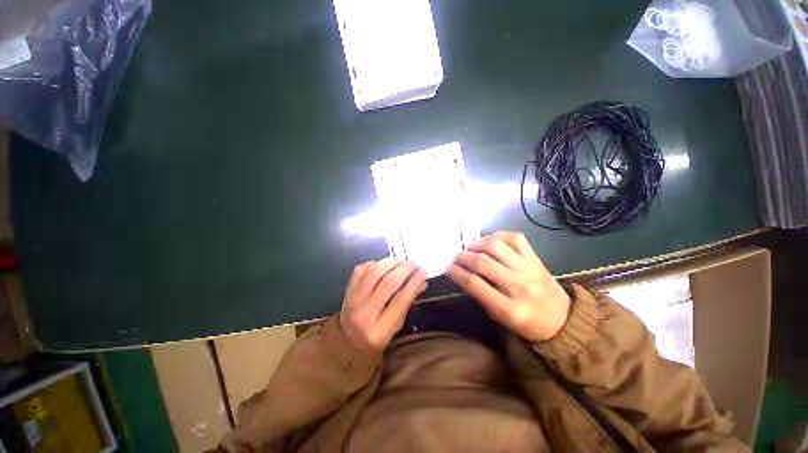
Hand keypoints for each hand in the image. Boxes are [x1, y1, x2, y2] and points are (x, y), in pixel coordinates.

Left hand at [340, 258, 426, 351]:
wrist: (346, 341)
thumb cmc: (376, 337)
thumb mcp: (396, 327)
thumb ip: (408, 303)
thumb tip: (422, 281)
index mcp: (378, 331)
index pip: (400, 301)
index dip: (414, 283)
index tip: (423, 272)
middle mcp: (363, 314)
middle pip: (387, 283)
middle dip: (405, 269)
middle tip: (415, 265)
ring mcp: (352, 300)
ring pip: (373, 272)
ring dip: (391, 262)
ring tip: (402, 261)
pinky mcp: (347, 289)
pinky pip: (362, 269)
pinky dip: (376, 263)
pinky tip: (385, 264)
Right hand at [447, 231, 570, 341]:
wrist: (562, 319)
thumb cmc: (526, 323)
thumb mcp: (500, 318)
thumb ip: (481, 296)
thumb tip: (463, 273)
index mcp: (508, 309)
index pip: (475, 284)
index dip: (457, 273)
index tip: (449, 268)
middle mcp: (519, 286)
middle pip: (482, 263)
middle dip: (463, 257)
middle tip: (456, 258)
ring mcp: (529, 269)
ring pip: (496, 245)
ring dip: (477, 244)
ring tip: (470, 249)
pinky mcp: (536, 258)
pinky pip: (515, 238)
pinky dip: (498, 236)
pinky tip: (490, 241)